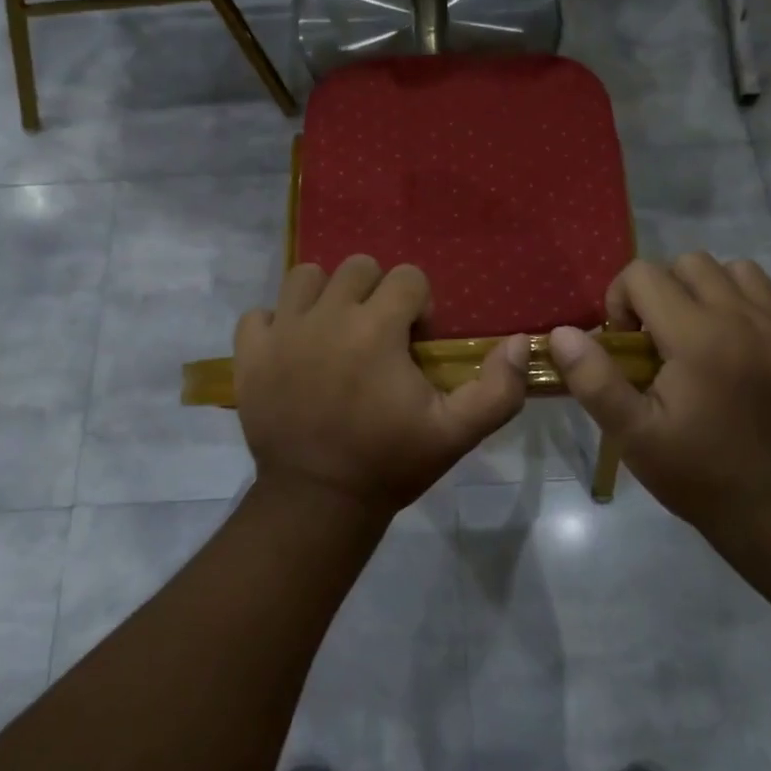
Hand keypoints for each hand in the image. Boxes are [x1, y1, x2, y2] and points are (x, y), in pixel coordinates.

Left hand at [235, 256, 529, 518]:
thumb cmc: (389, 463)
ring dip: (325, 297)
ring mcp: (282, 332)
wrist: (317, 502)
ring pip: (305, 277)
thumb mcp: (456, 434)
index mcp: (376, 328)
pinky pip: (259, 314)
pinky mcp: (249, 354)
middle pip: (357, 268)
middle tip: (378, 337)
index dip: (419, 306)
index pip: (407, 277)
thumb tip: (521, 342)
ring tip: (334, 334)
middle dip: (375, 294)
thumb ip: (497, 389)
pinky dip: (276, 324)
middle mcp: (326, 316)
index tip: (415, 344)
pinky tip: (292, 351)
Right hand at [548, 255, 770, 533]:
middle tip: (658, 339)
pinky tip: (746, 346)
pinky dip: (757, 310)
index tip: (625, 344)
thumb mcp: (632, 434)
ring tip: (701, 334)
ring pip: (739, 271)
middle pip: (690, 262)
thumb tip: (562, 333)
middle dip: (663, 290)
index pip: (643, 274)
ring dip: (711, 291)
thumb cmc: (697, 471)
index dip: (621, 301)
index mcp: (695, 334)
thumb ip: (594, 379)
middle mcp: (741, 316)